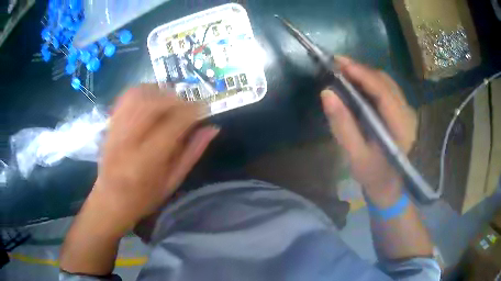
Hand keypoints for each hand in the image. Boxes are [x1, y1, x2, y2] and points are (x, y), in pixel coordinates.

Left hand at [88, 84, 218, 234]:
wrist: (109, 201)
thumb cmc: (143, 198)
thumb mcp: (172, 182)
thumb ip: (192, 153)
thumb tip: (212, 128)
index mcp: (146, 161)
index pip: (174, 123)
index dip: (193, 111)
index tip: (204, 109)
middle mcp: (129, 140)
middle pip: (155, 103)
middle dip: (177, 99)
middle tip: (188, 107)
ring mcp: (116, 129)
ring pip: (140, 94)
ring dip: (161, 92)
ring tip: (171, 102)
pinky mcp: (111, 123)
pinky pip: (127, 96)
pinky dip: (143, 91)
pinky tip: (152, 99)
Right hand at [321, 57, 417, 206]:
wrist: (391, 187)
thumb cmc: (374, 175)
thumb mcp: (356, 156)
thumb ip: (343, 125)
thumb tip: (326, 93)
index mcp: (400, 128)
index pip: (383, 92)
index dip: (362, 74)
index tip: (340, 63)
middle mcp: (408, 114)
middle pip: (386, 82)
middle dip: (361, 70)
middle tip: (336, 64)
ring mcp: (407, 112)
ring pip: (387, 83)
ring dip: (366, 74)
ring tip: (344, 71)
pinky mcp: (403, 112)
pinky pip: (387, 89)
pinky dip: (371, 81)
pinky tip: (358, 83)